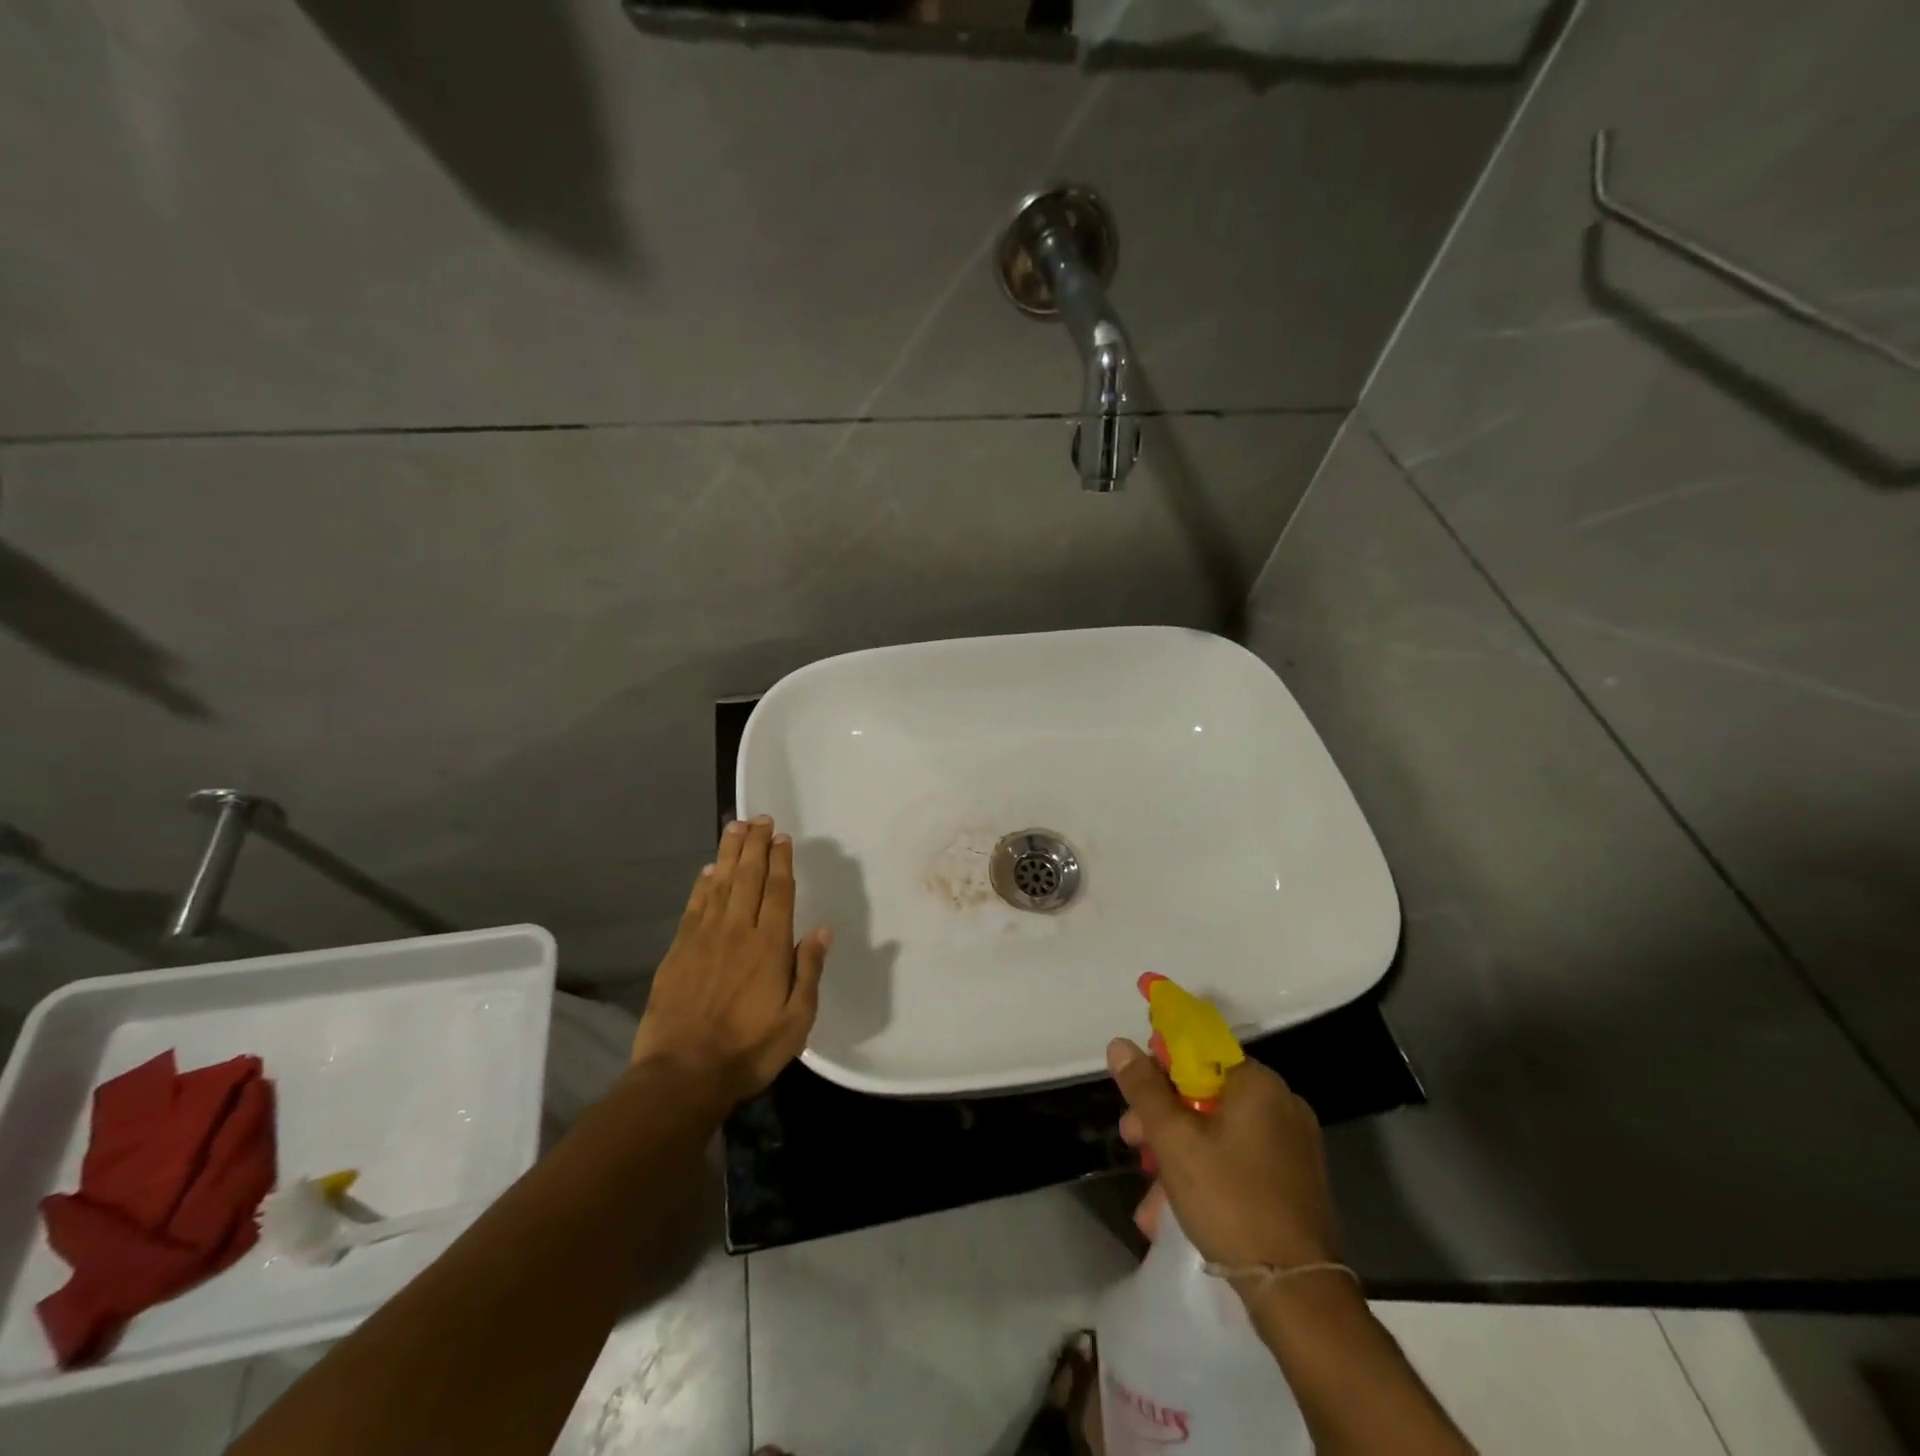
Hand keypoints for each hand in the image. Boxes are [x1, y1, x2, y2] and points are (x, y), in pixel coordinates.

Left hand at [631, 816, 831, 1103]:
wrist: (682, 1075)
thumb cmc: (748, 1050)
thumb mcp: (797, 1020)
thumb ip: (809, 971)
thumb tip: (823, 930)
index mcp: (770, 946)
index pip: (778, 891)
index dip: (781, 861)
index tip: (782, 837)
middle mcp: (737, 931)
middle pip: (748, 877)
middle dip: (756, 845)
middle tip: (760, 818)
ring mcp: (704, 938)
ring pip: (720, 883)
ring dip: (729, 853)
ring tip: (736, 827)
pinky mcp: (678, 950)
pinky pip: (694, 906)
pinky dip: (702, 884)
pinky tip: (708, 869)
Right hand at [1109, 1039, 1341, 1274]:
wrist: (1298, 1294)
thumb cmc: (1231, 1202)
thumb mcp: (1174, 1141)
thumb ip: (1144, 1089)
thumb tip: (1120, 1044)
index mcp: (1257, 1083)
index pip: (1200, 1049)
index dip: (1161, 1064)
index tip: (1135, 1091)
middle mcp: (1281, 1103)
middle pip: (1207, 1092)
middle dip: (1163, 1116)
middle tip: (1132, 1141)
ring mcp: (1294, 1144)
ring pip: (1220, 1130)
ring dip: (1179, 1152)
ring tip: (1150, 1193)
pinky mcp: (1296, 1181)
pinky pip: (1240, 1158)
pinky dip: (1208, 1171)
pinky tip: (1177, 1207)